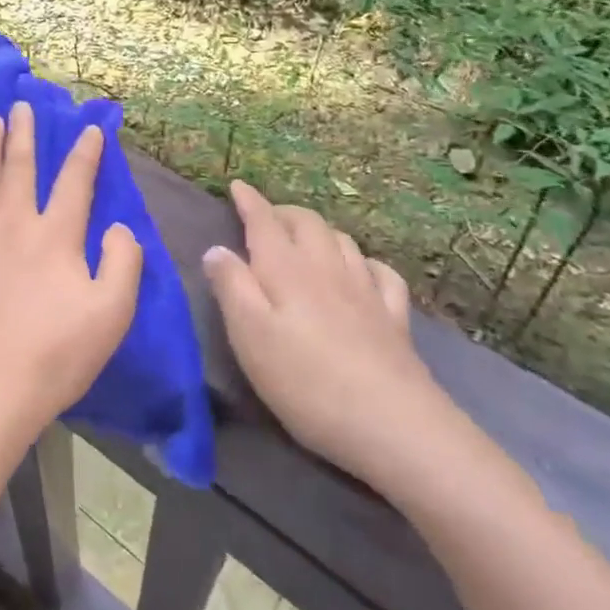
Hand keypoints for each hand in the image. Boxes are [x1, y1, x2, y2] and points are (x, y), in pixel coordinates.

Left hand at [0, 103, 142, 433]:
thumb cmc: (56, 351)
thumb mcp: (112, 312)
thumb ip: (124, 261)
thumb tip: (120, 227)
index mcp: (56, 234)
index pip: (75, 180)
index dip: (85, 152)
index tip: (90, 128)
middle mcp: (13, 222)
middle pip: (19, 166)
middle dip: (24, 133)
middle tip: (22, 105)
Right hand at [203, 180, 446, 486]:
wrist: (392, 425)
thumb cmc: (305, 380)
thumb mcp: (249, 335)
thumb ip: (231, 286)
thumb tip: (216, 249)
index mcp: (286, 269)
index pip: (264, 222)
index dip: (249, 201)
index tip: (237, 185)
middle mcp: (326, 268)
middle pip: (306, 223)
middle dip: (283, 212)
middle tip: (265, 216)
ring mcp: (365, 291)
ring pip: (341, 240)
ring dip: (319, 229)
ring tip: (305, 237)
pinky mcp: (393, 318)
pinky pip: (381, 272)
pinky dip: (364, 261)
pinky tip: (362, 271)